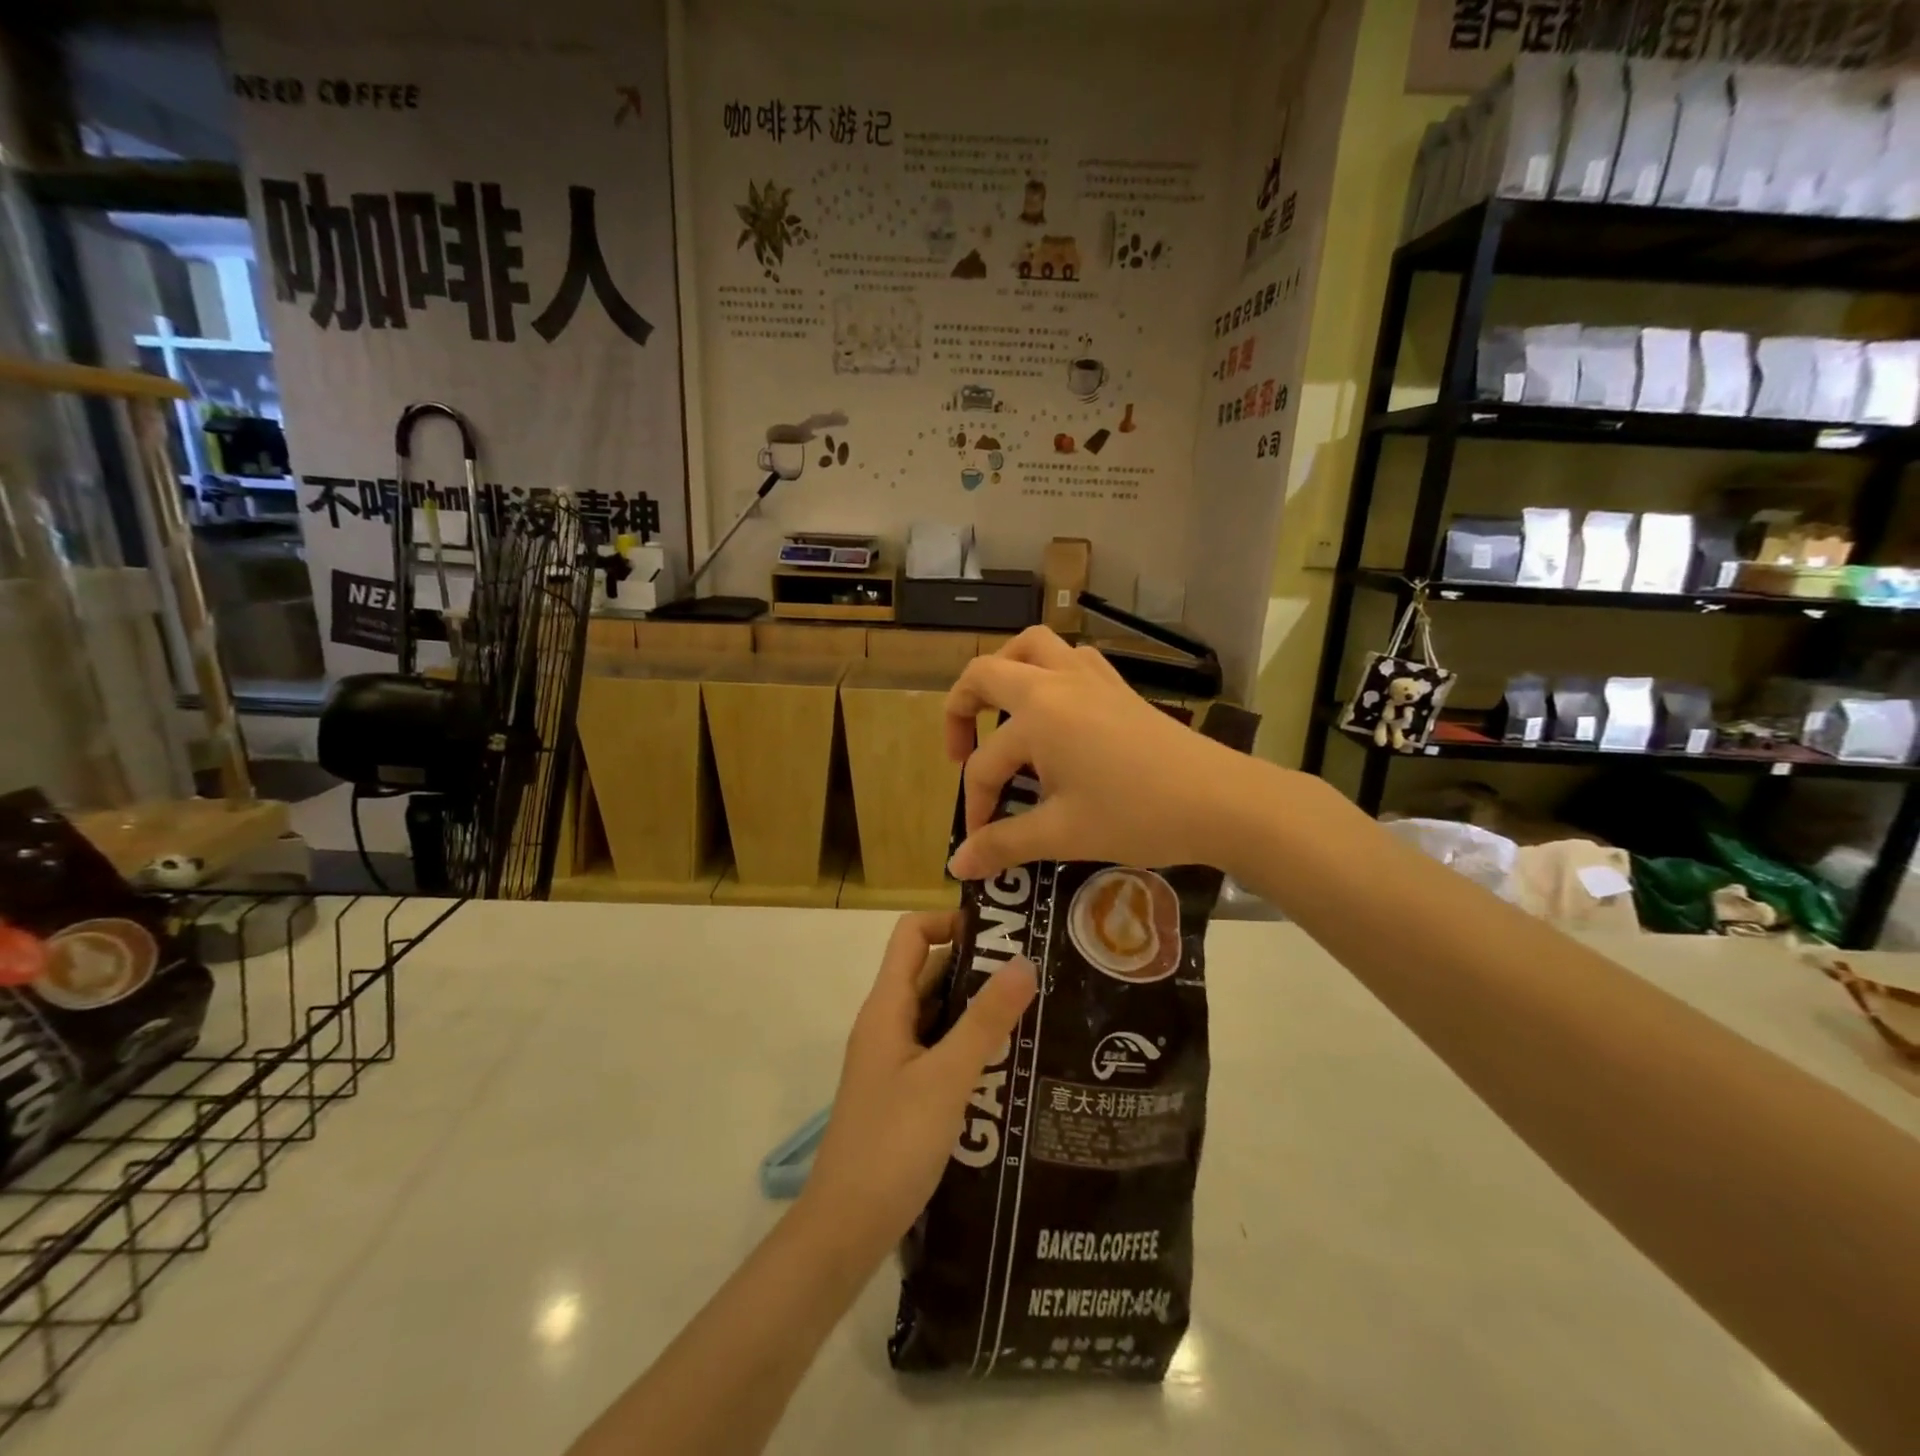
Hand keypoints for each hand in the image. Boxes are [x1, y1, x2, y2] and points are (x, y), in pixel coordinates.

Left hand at [802, 912, 1035, 1255]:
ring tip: (1035, 1010)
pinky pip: (940, 1050)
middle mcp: (887, 1024)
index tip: (1002, 932)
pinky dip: (970, 1045)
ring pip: (939, 1014)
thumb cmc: (892, 1144)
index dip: (951, 921)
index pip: (912, 934)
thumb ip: (985, 1021)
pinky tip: (1011, 1061)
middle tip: (1036, 970)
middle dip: (978, 966)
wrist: (845, 1229)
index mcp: (886, 1007)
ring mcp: (894, 1060)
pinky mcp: (905, 1091)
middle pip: (930, 971)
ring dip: (978, 1008)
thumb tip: (1024, 960)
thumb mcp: (946, 1079)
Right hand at [944, 627, 1252, 879]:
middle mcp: (1056, 683)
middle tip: (961, 751)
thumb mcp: (1063, 834)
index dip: (976, 805)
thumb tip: (958, 866)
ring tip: (1002, 712)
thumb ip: (1004, 844)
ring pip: (1033, 647)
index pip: (985, 762)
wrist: (1221, 800)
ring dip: (1005, 671)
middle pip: (987, 673)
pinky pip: (1071, 658)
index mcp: (1037, 716)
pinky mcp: (1118, 686)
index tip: (982, 844)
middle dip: (960, 709)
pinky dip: (1049, 671)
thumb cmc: (1137, 814)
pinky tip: (1057, 710)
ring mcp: (1090, 677)